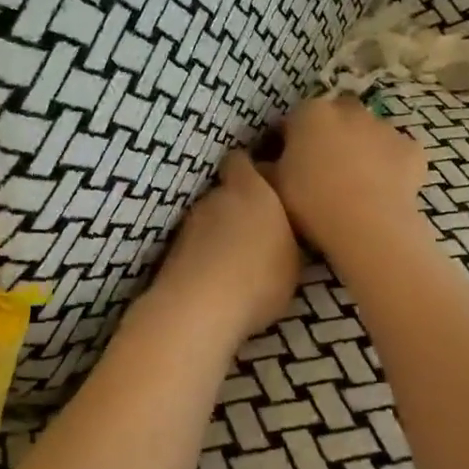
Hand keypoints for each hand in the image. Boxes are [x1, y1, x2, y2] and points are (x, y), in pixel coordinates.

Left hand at [149, 151, 302, 343]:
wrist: (199, 308)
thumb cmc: (260, 275)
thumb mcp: (295, 260)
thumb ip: (288, 235)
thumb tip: (282, 232)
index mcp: (250, 189)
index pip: (242, 160)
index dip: (253, 170)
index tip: (268, 184)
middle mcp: (215, 196)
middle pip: (227, 192)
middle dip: (241, 207)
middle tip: (261, 233)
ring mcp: (189, 223)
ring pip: (210, 221)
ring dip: (222, 235)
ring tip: (240, 262)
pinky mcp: (173, 251)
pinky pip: (197, 246)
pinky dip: (207, 257)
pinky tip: (221, 281)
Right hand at [268, 95, 427, 257]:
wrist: (367, 224)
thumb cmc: (310, 201)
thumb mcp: (273, 186)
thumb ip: (266, 168)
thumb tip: (263, 164)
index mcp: (310, 113)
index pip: (294, 119)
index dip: (290, 140)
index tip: (287, 163)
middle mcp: (349, 110)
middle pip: (336, 117)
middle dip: (330, 135)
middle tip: (323, 169)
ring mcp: (385, 127)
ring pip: (369, 132)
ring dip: (362, 148)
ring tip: (356, 184)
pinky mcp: (412, 150)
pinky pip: (398, 154)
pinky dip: (392, 165)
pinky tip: (384, 189)